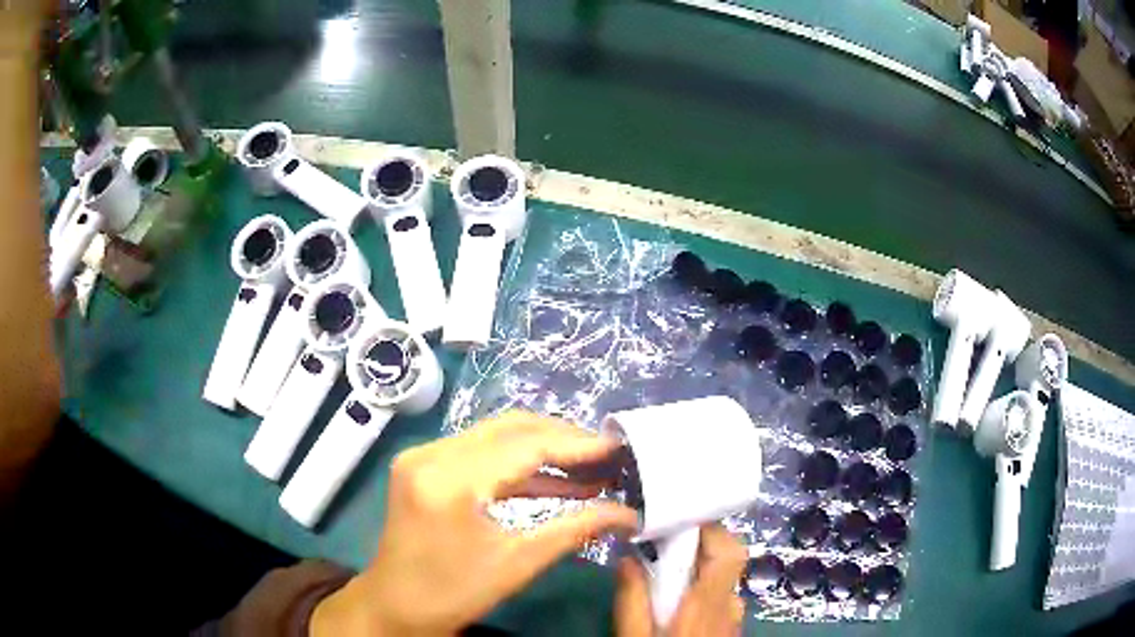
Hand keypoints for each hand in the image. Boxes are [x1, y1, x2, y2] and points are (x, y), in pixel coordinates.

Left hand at [310, 411, 639, 636]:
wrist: (396, 606)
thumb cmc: (453, 593)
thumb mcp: (518, 563)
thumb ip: (575, 529)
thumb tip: (627, 513)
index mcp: (449, 480)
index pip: (524, 445)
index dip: (576, 444)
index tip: (618, 447)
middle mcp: (431, 454)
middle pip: (510, 429)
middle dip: (562, 439)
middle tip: (606, 455)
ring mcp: (423, 456)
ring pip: (496, 436)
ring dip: (543, 449)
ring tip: (589, 466)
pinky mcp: (424, 465)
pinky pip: (480, 452)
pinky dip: (518, 464)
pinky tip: (555, 479)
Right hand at [615, 524, 747, 636]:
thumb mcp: (634, 635)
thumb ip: (632, 599)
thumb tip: (627, 558)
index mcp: (707, 603)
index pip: (728, 551)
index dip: (710, 529)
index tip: (680, 519)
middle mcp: (729, 604)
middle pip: (729, 558)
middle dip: (701, 542)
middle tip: (666, 541)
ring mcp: (734, 617)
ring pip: (725, 578)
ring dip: (701, 567)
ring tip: (666, 570)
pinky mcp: (731, 628)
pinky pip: (723, 597)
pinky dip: (704, 588)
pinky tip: (678, 601)